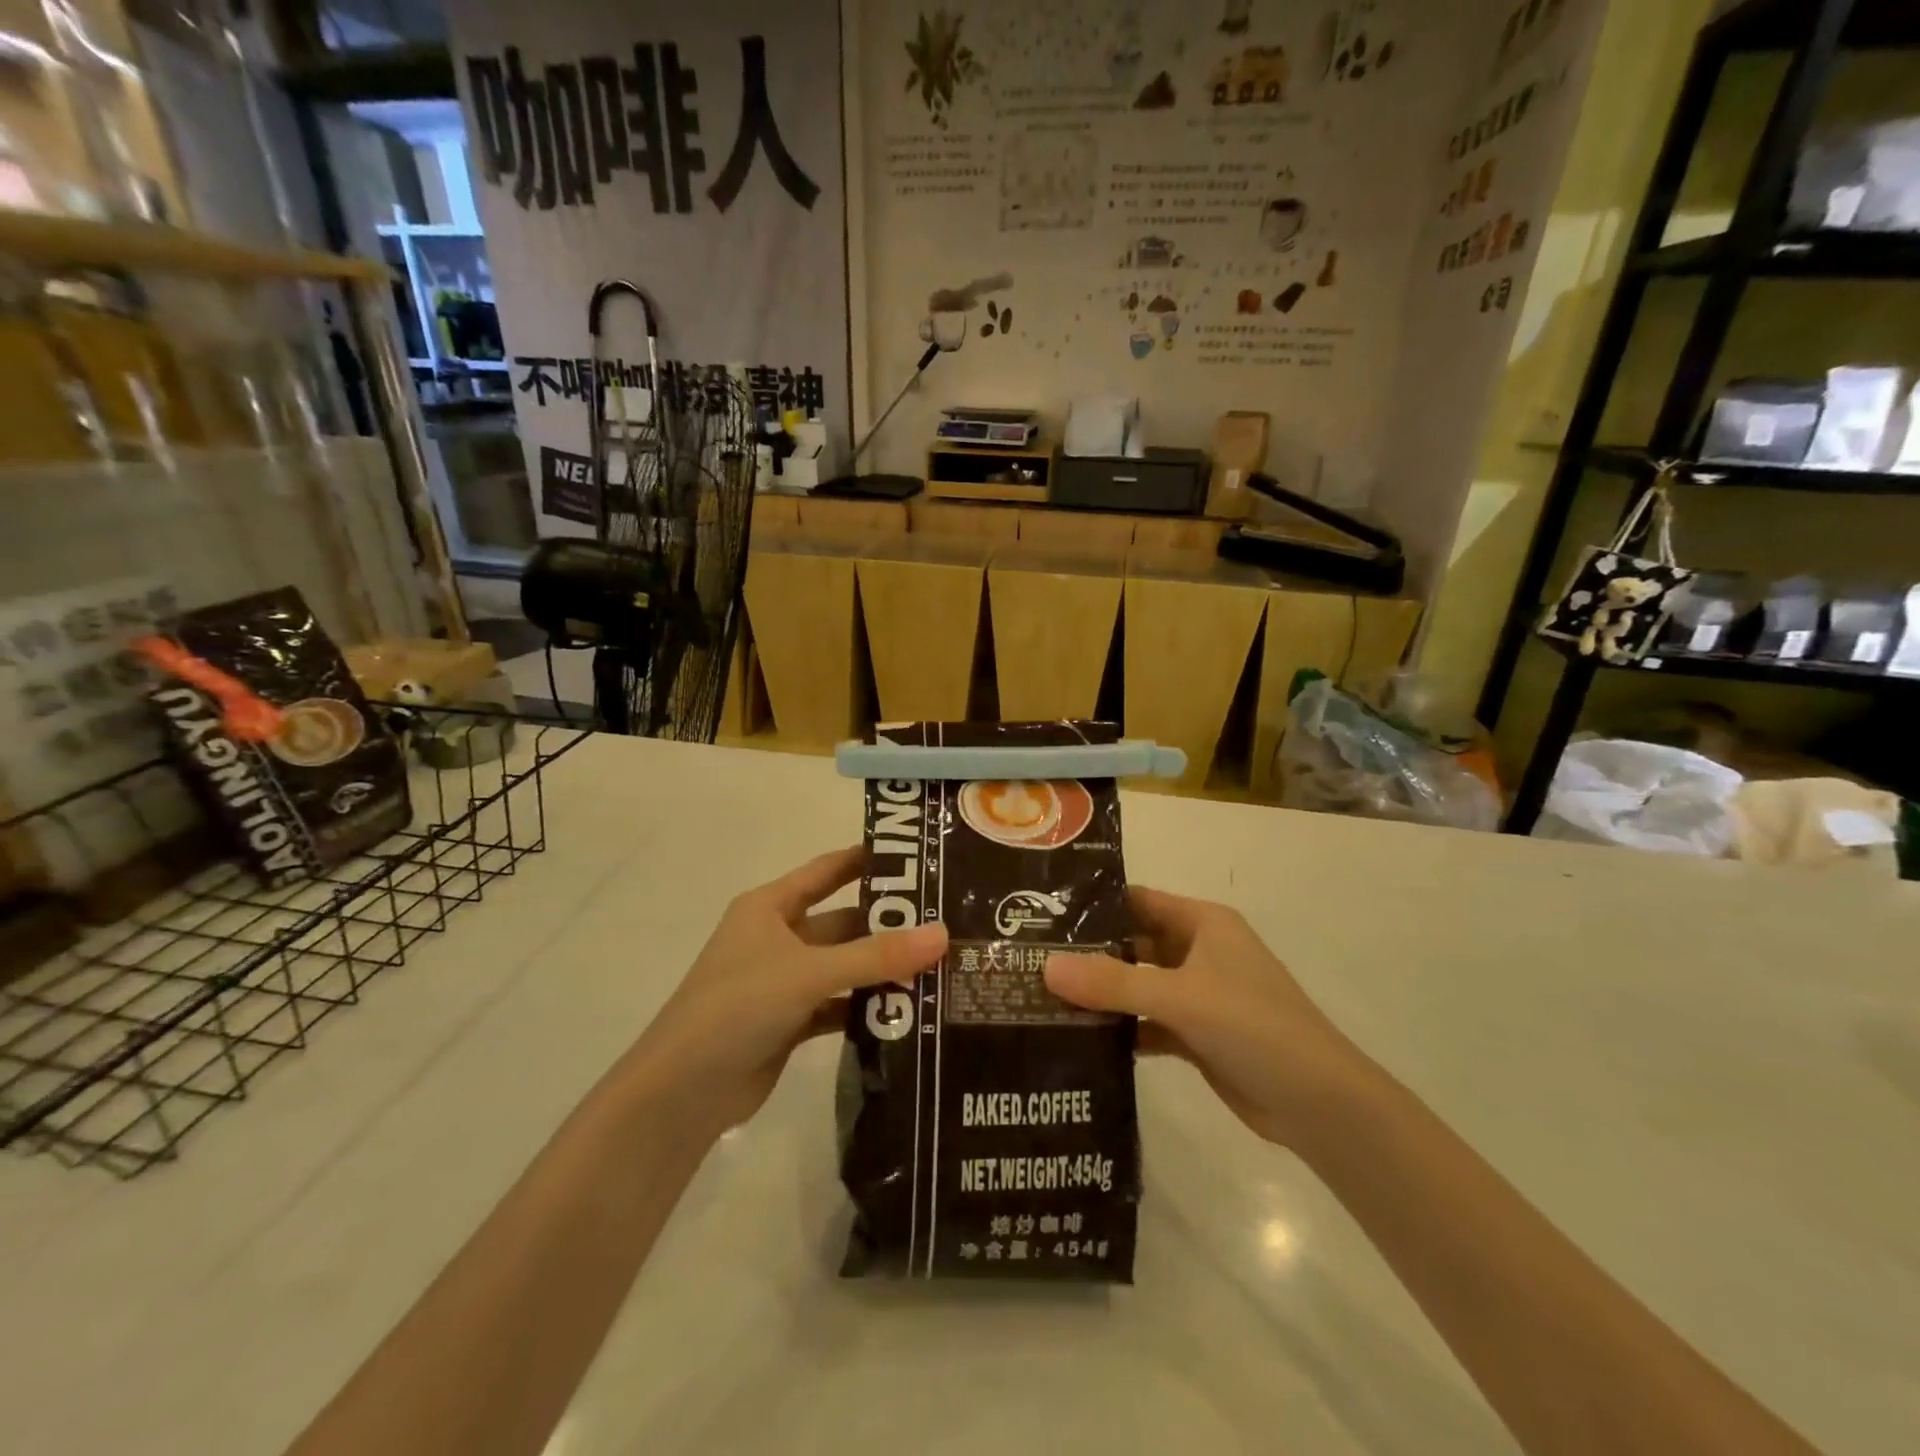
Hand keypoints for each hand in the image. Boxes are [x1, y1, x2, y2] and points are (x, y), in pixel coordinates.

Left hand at [628, 847, 947, 1138]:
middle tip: (947, 923)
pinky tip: (909, 1011)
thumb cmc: (737, 1007)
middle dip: (888, 925)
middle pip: (843, 922)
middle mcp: (778, 937)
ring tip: (941, 966)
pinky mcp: (790, 1021)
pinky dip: (867, 1007)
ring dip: (882, 969)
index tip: (919, 856)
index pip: (827, 870)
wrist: (682, 1092)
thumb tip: (943, 933)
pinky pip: (839, 1004)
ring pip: (844, 966)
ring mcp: (784, 982)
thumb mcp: (809, 972)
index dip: (868, 860)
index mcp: (770, 906)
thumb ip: (876, 955)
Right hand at [1045, 887, 1371, 1150]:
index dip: (1094, 905)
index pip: (1138, 900)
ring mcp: (1199, 995)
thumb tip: (1045, 967)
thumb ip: (1112, 983)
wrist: (1320, 1105)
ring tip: (1041, 997)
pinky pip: (1148, 1022)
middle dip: (1089, 952)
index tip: (1042, 913)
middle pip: (1134, 943)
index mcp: (1202, 923)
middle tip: (1030, 959)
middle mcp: (1199, 952)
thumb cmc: (1254, 1027)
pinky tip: (1080, 1038)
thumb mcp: (1181, 997)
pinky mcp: (1197, 1035)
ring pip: (1139, 985)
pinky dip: (1121, 1029)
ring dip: (1101, 993)